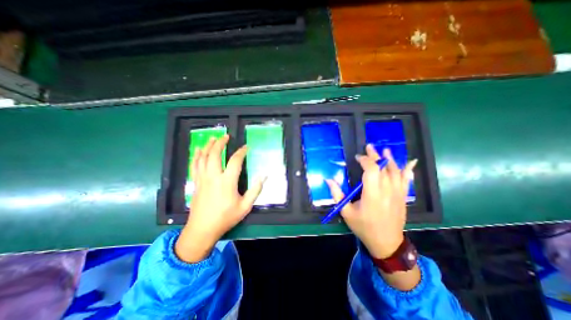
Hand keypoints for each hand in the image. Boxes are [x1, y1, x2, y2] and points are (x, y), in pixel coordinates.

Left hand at [174, 135, 264, 261]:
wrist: (202, 229)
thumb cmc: (226, 218)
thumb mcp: (245, 206)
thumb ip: (255, 190)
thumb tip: (264, 175)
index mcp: (227, 182)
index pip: (235, 161)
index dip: (241, 152)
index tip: (246, 147)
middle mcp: (213, 176)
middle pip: (215, 154)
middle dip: (220, 143)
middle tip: (226, 137)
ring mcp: (202, 179)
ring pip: (203, 157)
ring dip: (208, 146)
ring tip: (212, 138)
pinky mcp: (196, 182)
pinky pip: (194, 165)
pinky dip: (197, 156)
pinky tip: (198, 150)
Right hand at [329, 145, 417, 259]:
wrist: (387, 243)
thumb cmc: (364, 227)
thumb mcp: (346, 212)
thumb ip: (337, 194)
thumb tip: (328, 179)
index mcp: (372, 194)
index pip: (371, 170)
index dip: (364, 160)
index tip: (357, 157)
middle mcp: (387, 191)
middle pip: (383, 168)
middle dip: (375, 156)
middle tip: (369, 147)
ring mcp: (397, 193)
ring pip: (396, 172)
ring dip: (390, 159)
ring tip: (385, 150)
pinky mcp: (403, 197)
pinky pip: (407, 180)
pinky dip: (408, 170)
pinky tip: (410, 162)